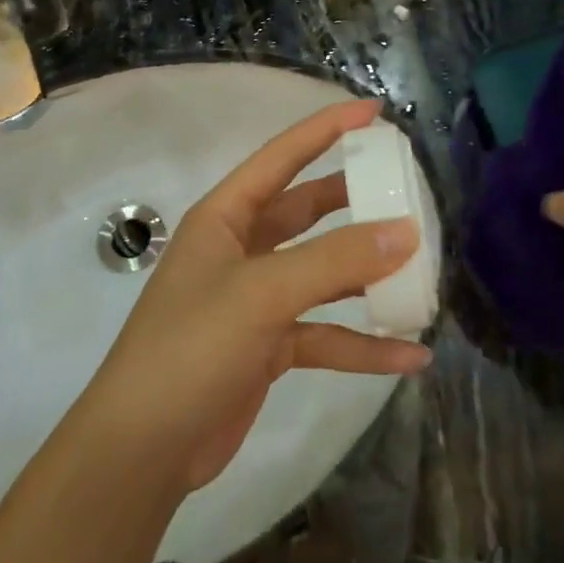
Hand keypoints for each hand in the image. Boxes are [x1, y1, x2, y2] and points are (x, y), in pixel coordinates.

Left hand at [71, 99, 432, 497]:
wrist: (143, 449)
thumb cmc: (191, 348)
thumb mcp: (263, 293)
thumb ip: (334, 259)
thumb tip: (406, 231)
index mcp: (225, 217)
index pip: (281, 157)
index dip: (326, 129)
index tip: (374, 113)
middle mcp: (241, 250)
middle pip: (307, 212)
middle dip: (353, 201)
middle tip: (404, 190)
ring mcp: (256, 300)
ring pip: (323, 274)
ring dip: (367, 276)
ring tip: (420, 272)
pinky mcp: (268, 347)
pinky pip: (325, 334)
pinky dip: (362, 344)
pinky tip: (409, 357)